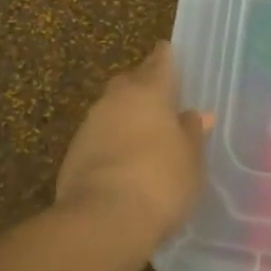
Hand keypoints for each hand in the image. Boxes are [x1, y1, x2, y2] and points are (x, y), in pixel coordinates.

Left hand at [56, 42, 211, 245]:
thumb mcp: (191, 160)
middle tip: (160, 99)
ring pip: (112, 109)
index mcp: (148, 91)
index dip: (166, 57)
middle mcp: (116, 98)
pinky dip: (112, 141)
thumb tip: (196, 115)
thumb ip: (192, 133)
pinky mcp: (73, 152)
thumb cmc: (160, 181)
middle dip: (143, 86)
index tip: (170, 52)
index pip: (159, 62)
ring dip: (126, 116)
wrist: (102, 218)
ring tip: (144, 134)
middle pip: (130, 81)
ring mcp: (90, 124)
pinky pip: (99, 136)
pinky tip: (124, 160)